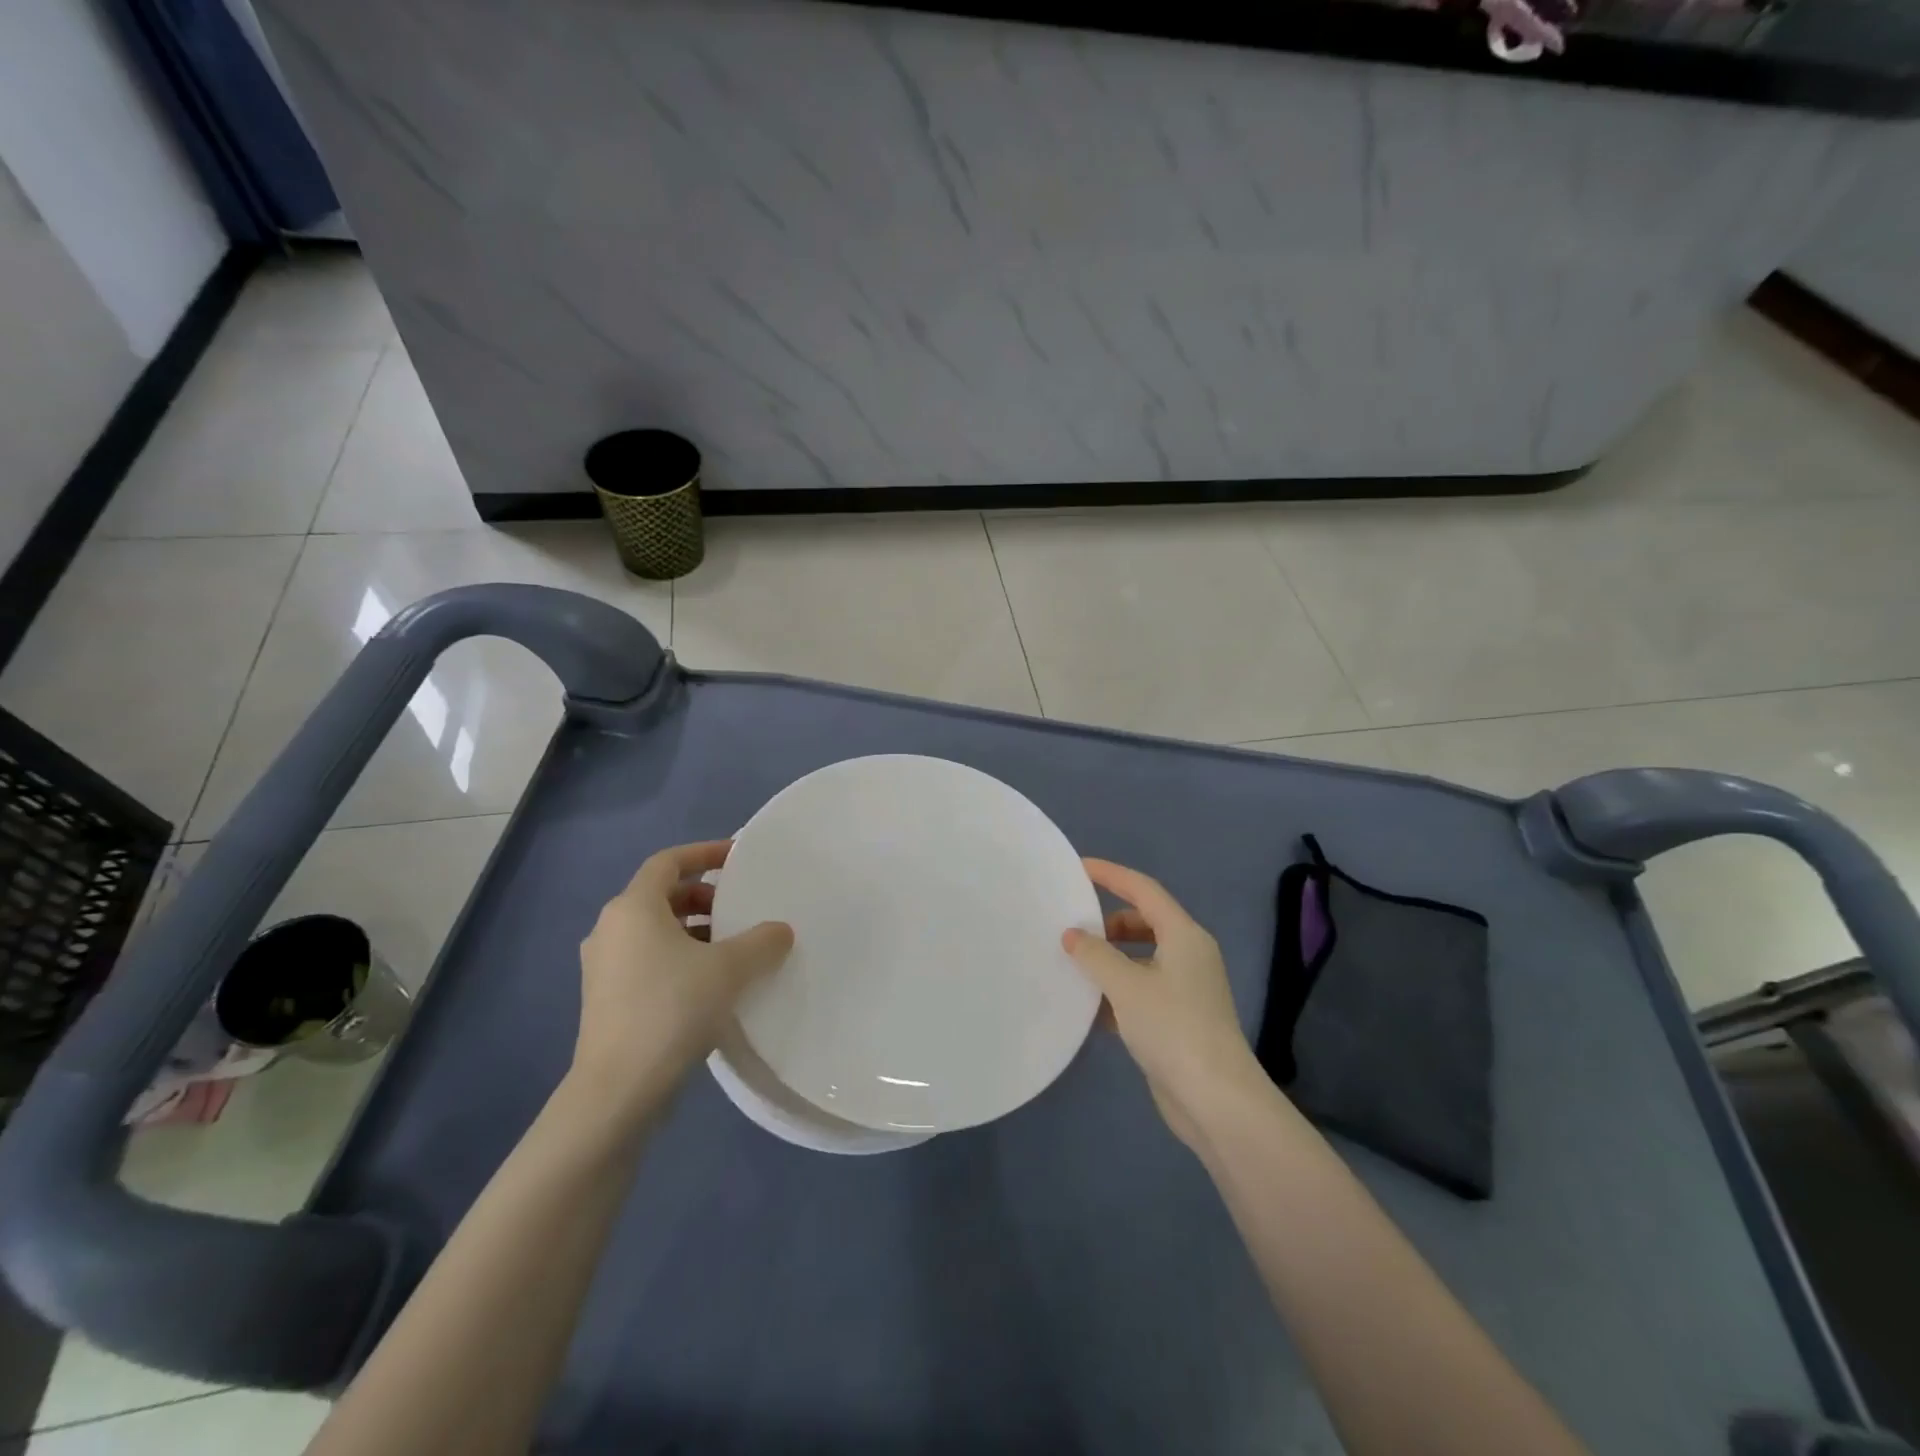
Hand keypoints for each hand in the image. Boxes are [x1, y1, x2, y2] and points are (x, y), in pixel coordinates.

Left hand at [574, 841, 793, 1111]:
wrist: (617, 1090)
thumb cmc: (672, 1009)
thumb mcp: (729, 969)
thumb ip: (762, 941)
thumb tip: (781, 931)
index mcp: (633, 908)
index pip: (669, 861)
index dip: (704, 853)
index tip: (738, 858)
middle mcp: (611, 928)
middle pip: (661, 894)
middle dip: (703, 895)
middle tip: (738, 908)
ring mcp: (603, 966)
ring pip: (654, 930)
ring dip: (693, 929)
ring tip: (731, 948)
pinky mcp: (605, 999)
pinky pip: (647, 959)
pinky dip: (678, 957)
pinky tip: (709, 983)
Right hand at [1063, 858, 1266, 1151]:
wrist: (1215, 1099)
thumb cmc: (1172, 1027)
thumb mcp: (1126, 985)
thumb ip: (1094, 955)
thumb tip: (1072, 935)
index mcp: (1184, 935)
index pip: (1143, 890)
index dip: (1111, 875)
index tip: (1079, 868)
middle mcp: (1189, 955)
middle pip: (1144, 922)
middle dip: (1108, 922)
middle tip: (1072, 928)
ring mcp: (1186, 989)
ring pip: (1141, 959)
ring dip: (1110, 959)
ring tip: (1075, 966)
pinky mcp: (1179, 1019)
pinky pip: (1142, 990)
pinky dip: (1118, 991)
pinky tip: (1090, 1007)